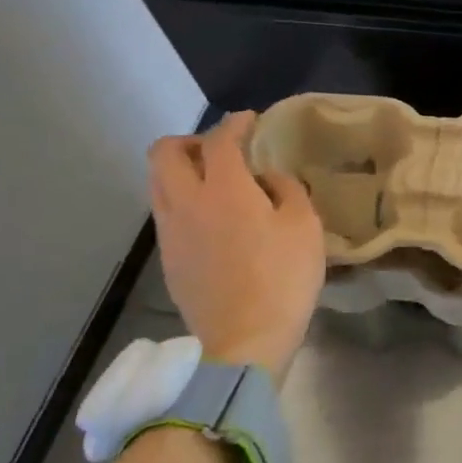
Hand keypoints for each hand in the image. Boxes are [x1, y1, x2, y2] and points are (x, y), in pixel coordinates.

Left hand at [147, 111, 324, 376]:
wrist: (244, 341)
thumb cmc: (283, 277)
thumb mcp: (304, 225)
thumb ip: (286, 189)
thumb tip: (266, 179)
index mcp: (223, 189)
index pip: (219, 140)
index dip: (234, 124)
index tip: (249, 121)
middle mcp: (186, 203)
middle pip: (164, 153)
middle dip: (189, 140)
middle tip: (219, 149)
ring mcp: (170, 233)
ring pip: (157, 183)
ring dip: (180, 171)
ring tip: (213, 181)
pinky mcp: (168, 260)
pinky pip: (165, 213)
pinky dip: (182, 200)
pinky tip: (211, 218)